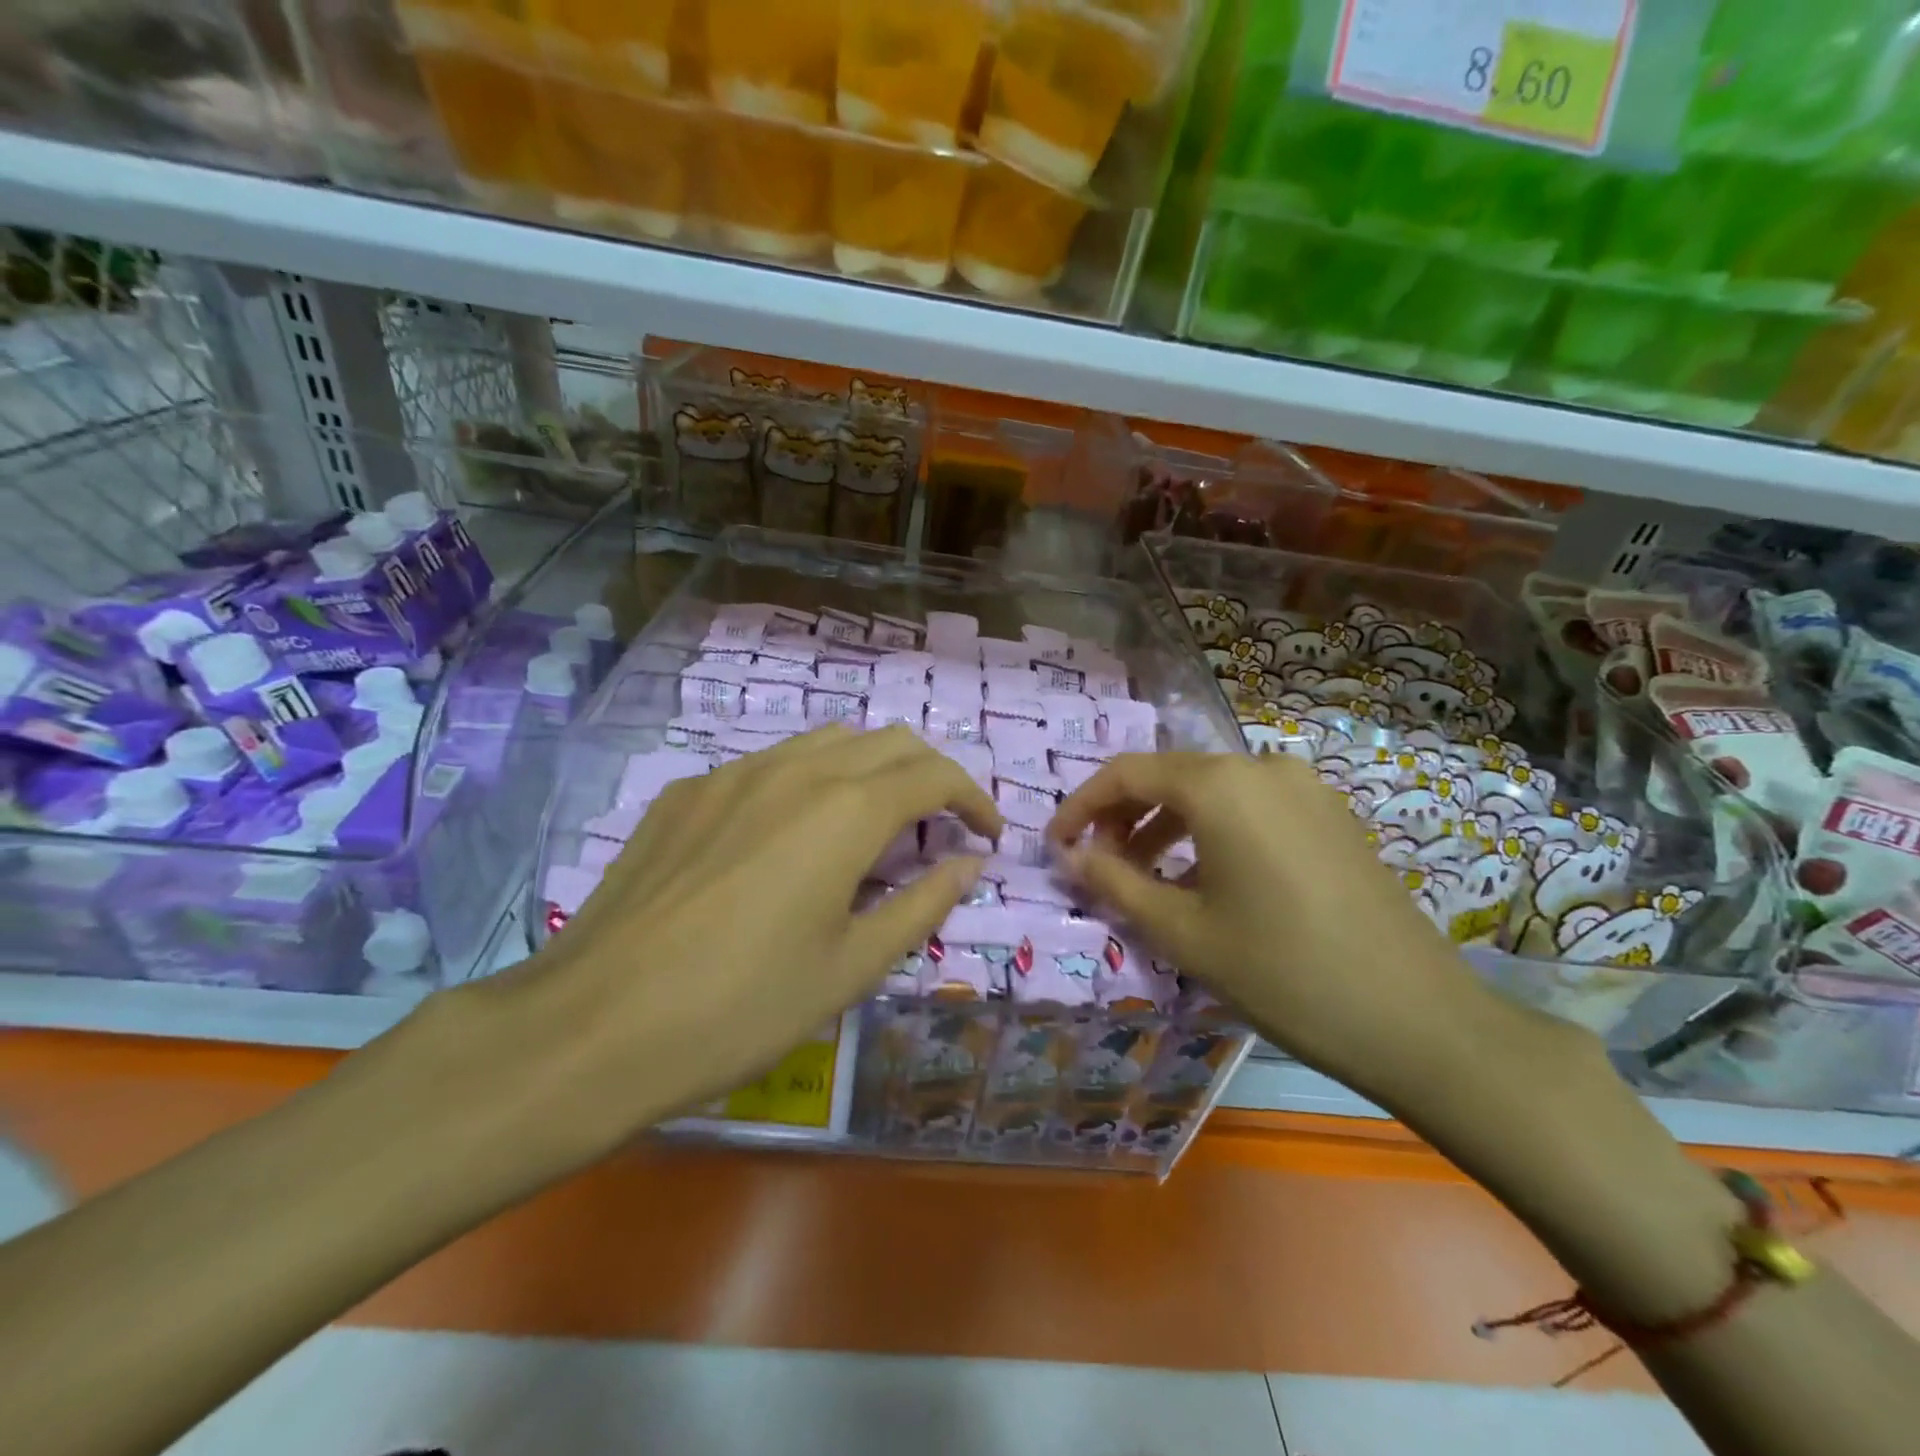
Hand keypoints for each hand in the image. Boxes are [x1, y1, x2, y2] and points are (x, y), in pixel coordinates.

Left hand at [443, 724, 1002, 1170]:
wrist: (593, 1026)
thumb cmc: (743, 1007)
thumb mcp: (852, 967)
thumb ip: (922, 904)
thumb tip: (967, 865)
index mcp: (846, 810)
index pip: (934, 775)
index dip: (973, 799)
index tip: (986, 835)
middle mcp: (795, 770)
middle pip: (887, 742)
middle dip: (928, 776)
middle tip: (938, 829)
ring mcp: (732, 774)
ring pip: (827, 743)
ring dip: (869, 771)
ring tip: (872, 827)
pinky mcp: (687, 792)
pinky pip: (768, 765)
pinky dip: (808, 783)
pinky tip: (788, 838)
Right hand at [1046, 751, 1502, 1100]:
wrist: (1418, 1020)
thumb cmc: (1282, 972)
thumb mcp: (1182, 932)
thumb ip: (1114, 882)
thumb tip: (1070, 855)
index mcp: (1220, 786)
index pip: (1127, 774)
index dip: (1081, 806)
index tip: (1055, 845)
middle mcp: (1262, 768)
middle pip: (1170, 777)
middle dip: (1123, 816)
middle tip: (1097, 864)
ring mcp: (1305, 788)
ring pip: (1211, 792)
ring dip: (1166, 825)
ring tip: (1145, 876)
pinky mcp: (1330, 815)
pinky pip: (1251, 807)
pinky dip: (1211, 831)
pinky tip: (1205, 879)